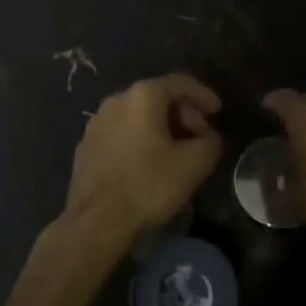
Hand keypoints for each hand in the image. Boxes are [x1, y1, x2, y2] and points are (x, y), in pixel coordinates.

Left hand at [66, 74, 223, 240]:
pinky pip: (122, 133)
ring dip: (162, 128)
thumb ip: (210, 142)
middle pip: (157, 98)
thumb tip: (210, 138)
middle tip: (200, 137)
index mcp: (142, 96)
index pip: (179, 83)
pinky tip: (149, 165)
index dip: (203, 95)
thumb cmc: (148, 185)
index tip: (218, 112)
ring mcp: (96, 124)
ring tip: (177, 153)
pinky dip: (140, 140)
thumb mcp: (194, 164)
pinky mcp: (86, 147)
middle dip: (184, 114)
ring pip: (138, 116)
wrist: (95, 222)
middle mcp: (116, 101)